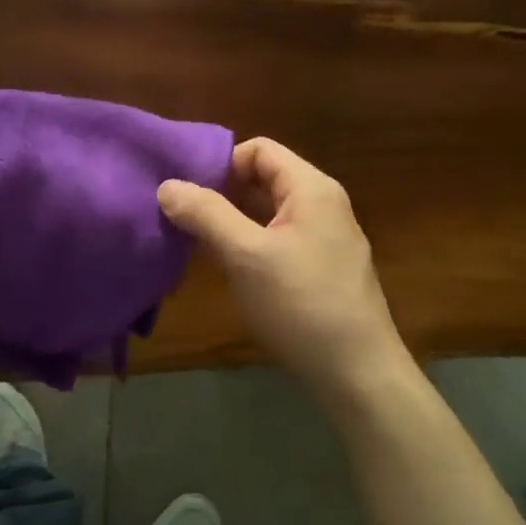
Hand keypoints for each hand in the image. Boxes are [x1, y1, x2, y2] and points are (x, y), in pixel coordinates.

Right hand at [158, 138, 410, 411]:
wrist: (358, 375)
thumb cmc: (301, 304)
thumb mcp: (245, 255)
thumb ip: (206, 214)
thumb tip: (167, 185)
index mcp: (311, 188)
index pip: (259, 149)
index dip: (222, 163)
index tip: (188, 192)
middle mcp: (323, 205)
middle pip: (265, 179)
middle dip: (223, 193)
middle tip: (184, 217)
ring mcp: (327, 239)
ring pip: (270, 213)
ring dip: (234, 222)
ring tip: (197, 242)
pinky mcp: (324, 270)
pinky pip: (280, 240)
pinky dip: (252, 245)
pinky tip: (230, 270)